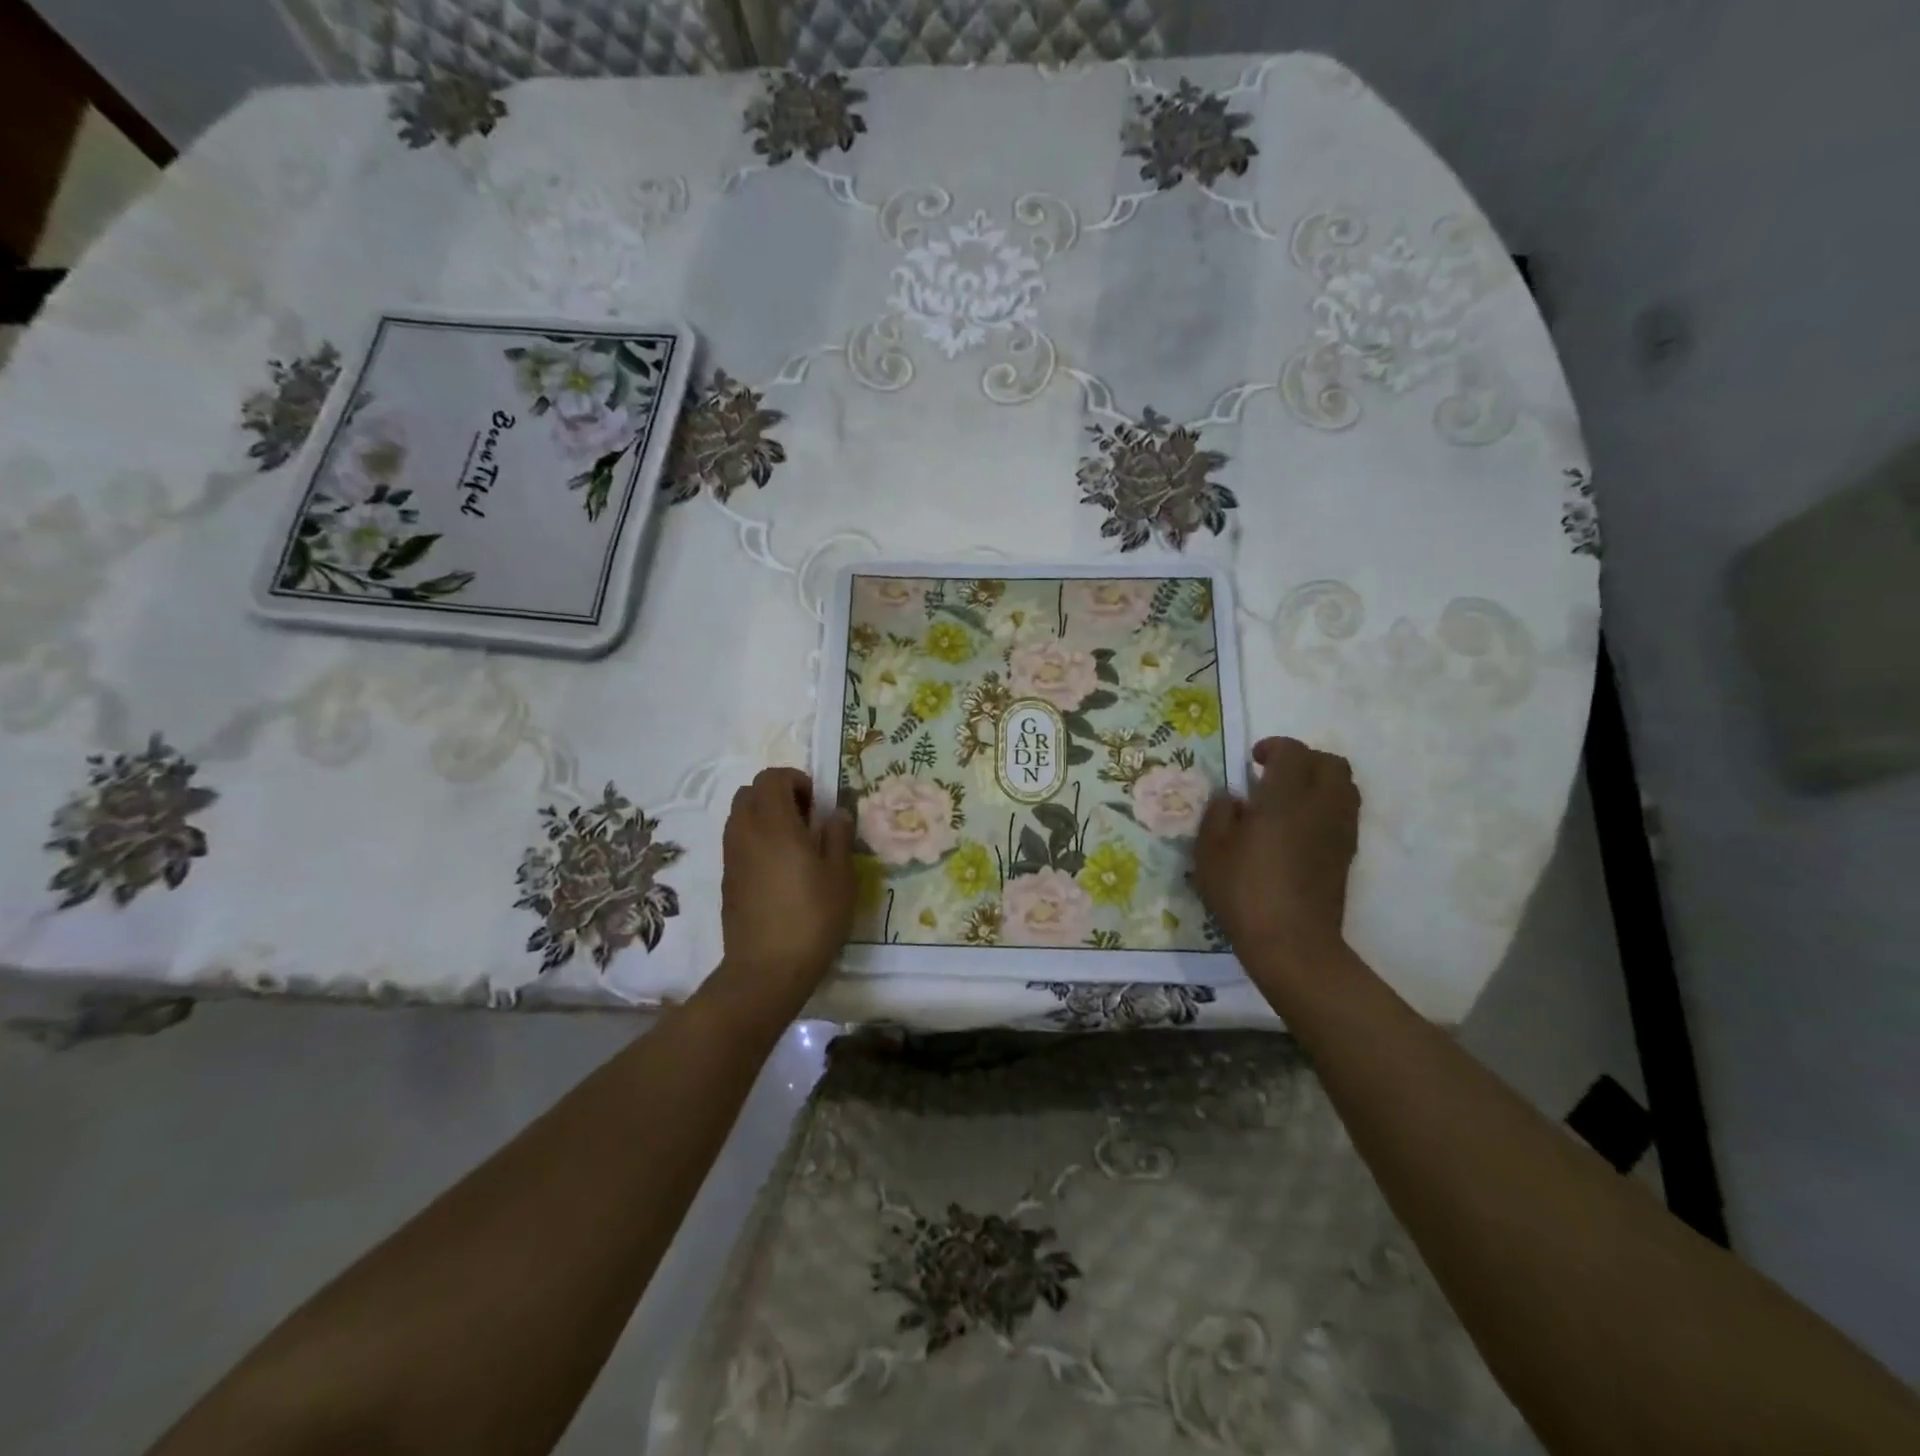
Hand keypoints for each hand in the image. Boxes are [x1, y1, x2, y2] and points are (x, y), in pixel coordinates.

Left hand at [712, 768, 854, 1022]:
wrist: (766, 969)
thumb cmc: (812, 918)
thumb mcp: (840, 876)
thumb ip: (838, 837)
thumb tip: (836, 814)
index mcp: (774, 823)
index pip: (772, 777)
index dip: (796, 781)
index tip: (817, 805)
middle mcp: (745, 832)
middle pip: (750, 792)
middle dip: (777, 795)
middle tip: (805, 820)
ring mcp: (731, 856)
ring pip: (740, 816)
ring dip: (765, 817)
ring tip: (794, 846)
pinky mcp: (727, 879)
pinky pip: (737, 841)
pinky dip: (756, 840)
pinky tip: (779, 870)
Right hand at [1195, 737, 1359, 985]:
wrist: (1292, 942)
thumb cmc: (1244, 892)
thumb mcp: (1211, 850)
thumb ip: (1219, 814)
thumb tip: (1233, 799)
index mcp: (1285, 797)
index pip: (1292, 752)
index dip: (1273, 747)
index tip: (1252, 760)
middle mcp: (1320, 806)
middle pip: (1330, 763)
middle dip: (1304, 760)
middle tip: (1274, 775)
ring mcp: (1339, 830)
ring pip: (1345, 786)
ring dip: (1320, 781)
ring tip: (1290, 799)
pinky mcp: (1346, 854)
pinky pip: (1345, 812)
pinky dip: (1326, 806)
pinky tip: (1300, 828)